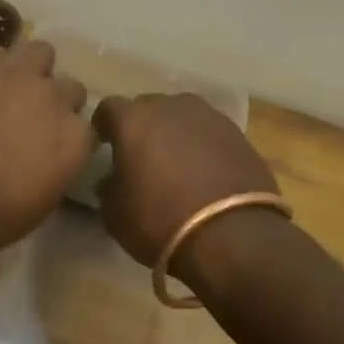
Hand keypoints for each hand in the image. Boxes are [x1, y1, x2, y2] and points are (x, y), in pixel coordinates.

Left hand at [0, 42, 92, 260]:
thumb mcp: (34, 207)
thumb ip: (50, 171)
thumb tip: (42, 160)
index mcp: (73, 139)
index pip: (88, 130)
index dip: (67, 140)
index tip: (50, 152)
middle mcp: (51, 98)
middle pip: (69, 88)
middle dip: (54, 102)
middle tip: (29, 122)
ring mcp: (12, 75)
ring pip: (39, 53)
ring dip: (30, 71)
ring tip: (7, 92)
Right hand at [92, 93, 280, 281]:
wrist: (234, 236)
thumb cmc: (160, 220)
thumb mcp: (115, 214)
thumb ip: (108, 188)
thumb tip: (112, 181)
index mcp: (133, 119)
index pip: (108, 108)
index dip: (104, 126)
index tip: (104, 144)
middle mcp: (170, 107)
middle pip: (148, 107)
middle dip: (141, 127)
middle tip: (140, 155)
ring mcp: (209, 117)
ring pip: (182, 117)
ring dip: (174, 133)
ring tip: (175, 162)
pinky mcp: (239, 135)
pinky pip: (210, 133)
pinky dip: (203, 146)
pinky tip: (204, 172)